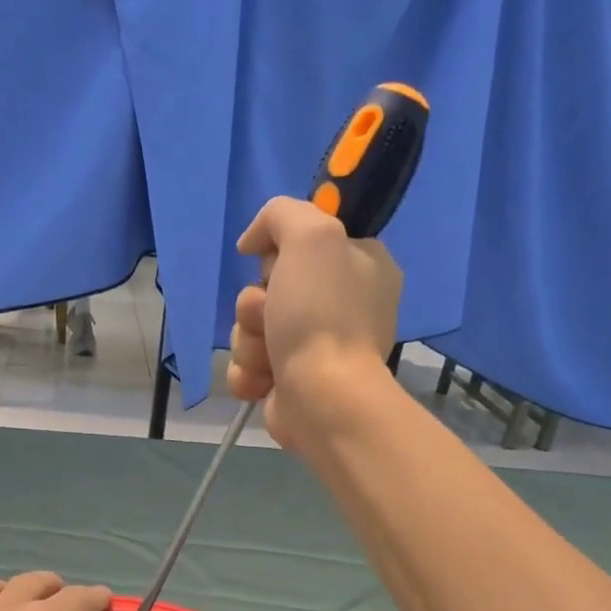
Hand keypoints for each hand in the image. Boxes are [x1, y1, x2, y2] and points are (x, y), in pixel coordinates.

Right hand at [227, 196, 402, 447]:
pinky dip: (248, 372)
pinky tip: (263, 381)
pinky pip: (248, 364)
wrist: (321, 396)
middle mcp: (342, 304)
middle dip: (256, 303)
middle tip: (272, 314)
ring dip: (250, 340)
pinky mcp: (288, 381)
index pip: (306, 241)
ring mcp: (314, 346)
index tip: (277, 263)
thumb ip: (282, 214)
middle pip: (268, 286)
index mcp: (362, 266)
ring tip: (270, 356)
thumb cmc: (322, 313)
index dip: (282, 251)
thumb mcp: (311, 235)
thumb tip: (254, 242)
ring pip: (252, 327)